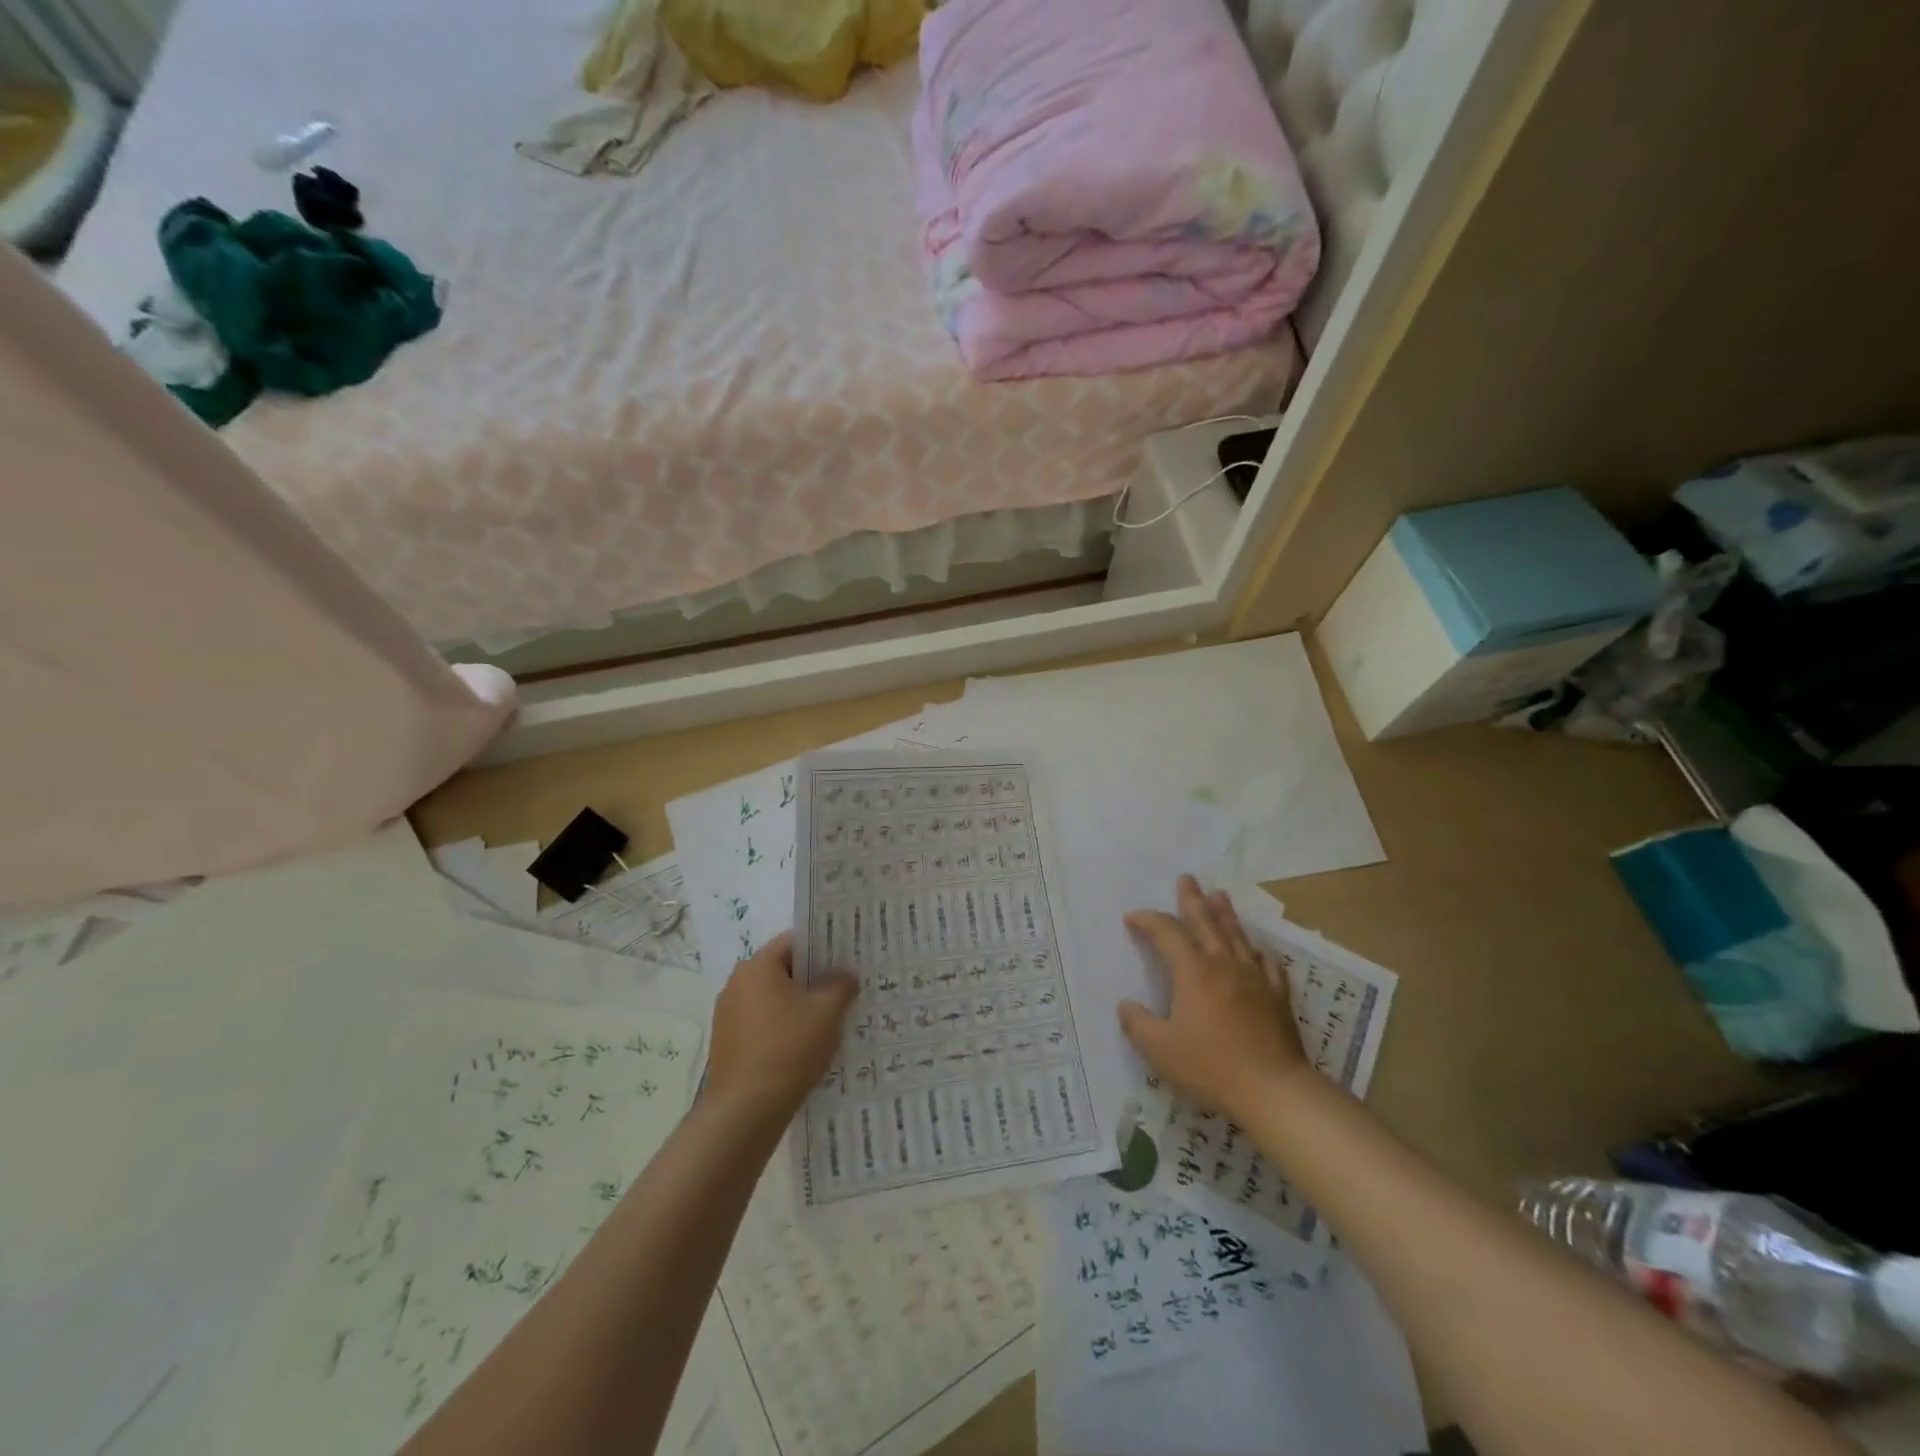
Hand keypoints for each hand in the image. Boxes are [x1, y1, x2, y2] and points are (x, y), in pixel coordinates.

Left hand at [707, 932, 857, 1125]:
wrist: (745, 1111)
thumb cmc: (788, 1049)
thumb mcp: (827, 1012)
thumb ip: (841, 985)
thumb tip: (846, 974)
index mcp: (757, 966)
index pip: (794, 941)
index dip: (823, 947)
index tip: (847, 958)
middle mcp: (737, 984)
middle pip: (782, 970)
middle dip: (813, 979)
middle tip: (844, 989)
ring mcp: (728, 1015)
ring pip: (772, 999)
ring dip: (798, 1006)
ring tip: (829, 1021)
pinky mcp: (727, 1044)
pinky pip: (762, 1024)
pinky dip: (782, 1028)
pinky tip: (804, 1047)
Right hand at [1118, 877, 1308, 1123]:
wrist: (1273, 1089)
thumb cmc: (1210, 1066)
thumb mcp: (1160, 1049)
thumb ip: (1138, 1024)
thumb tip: (1125, 1005)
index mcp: (1193, 971)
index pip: (1166, 933)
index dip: (1148, 921)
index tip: (1132, 918)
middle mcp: (1223, 964)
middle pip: (1206, 922)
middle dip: (1193, 899)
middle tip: (1187, 878)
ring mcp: (1254, 977)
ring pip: (1236, 935)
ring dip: (1225, 913)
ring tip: (1219, 895)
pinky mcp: (1277, 995)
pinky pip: (1267, 962)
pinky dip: (1258, 950)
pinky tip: (1257, 948)